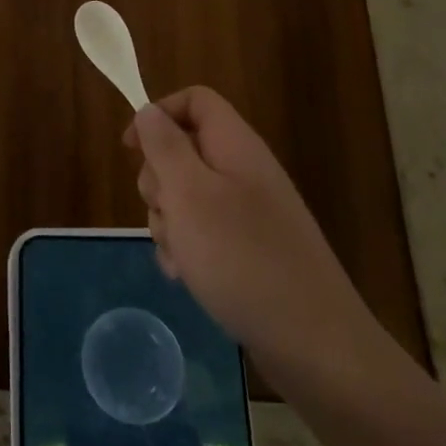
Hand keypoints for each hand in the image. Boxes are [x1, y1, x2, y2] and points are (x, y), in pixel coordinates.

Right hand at [126, 87, 400, 405]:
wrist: (314, 345)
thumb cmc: (242, 258)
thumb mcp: (189, 194)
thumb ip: (164, 146)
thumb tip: (148, 111)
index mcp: (235, 146)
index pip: (194, 100)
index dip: (158, 114)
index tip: (131, 150)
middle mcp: (243, 171)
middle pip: (183, 150)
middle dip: (159, 181)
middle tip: (164, 212)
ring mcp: (249, 213)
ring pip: (187, 196)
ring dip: (169, 222)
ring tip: (180, 257)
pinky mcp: (249, 249)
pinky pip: (203, 233)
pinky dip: (187, 249)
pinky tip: (188, 277)